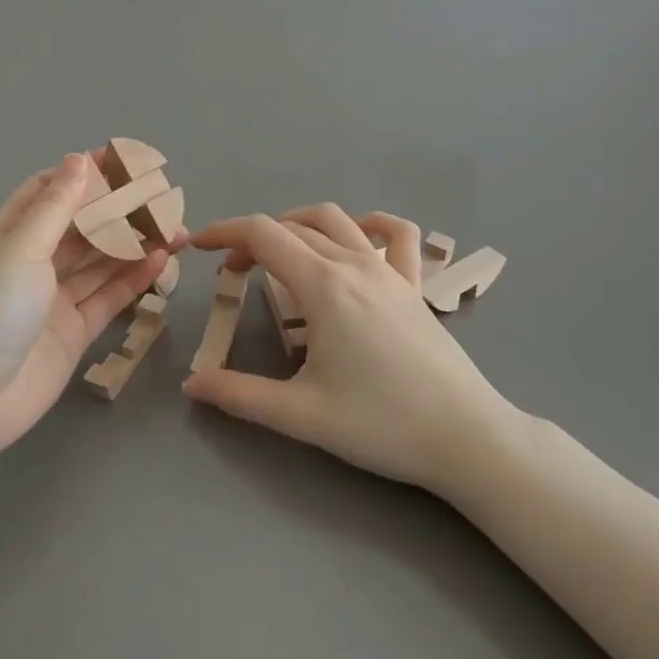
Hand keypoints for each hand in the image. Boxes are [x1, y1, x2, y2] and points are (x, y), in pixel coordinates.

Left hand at [0, 153, 171, 452]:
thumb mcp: (22, 249)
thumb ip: (56, 207)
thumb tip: (79, 159)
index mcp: (10, 235)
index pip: (47, 192)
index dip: (81, 175)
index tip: (121, 161)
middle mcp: (33, 262)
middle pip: (81, 227)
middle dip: (117, 211)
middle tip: (161, 198)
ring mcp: (54, 298)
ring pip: (100, 261)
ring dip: (133, 244)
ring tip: (173, 228)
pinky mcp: (74, 330)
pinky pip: (109, 296)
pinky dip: (133, 279)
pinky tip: (161, 261)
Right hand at [183, 205, 520, 495]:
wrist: (466, 438)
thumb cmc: (382, 424)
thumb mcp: (301, 414)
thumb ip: (240, 396)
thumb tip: (192, 385)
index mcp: (323, 286)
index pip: (262, 235)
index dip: (224, 233)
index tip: (199, 248)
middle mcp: (354, 264)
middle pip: (292, 226)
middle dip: (253, 239)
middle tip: (231, 274)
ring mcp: (390, 271)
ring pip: (336, 220)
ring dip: (299, 223)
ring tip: (279, 250)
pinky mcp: (415, 286)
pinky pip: (397, 235)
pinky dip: (370, 224)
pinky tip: (357, 238)